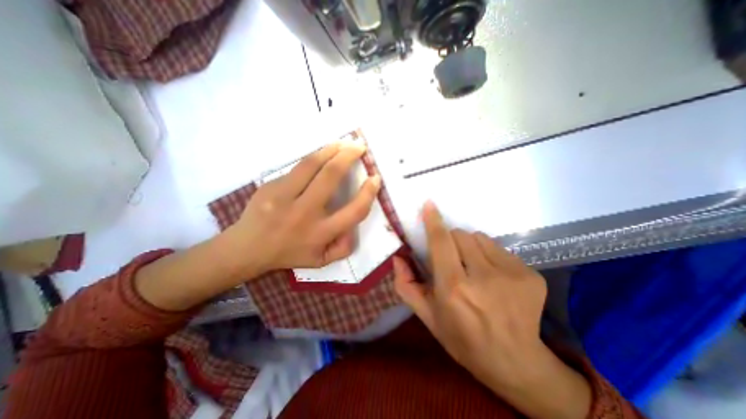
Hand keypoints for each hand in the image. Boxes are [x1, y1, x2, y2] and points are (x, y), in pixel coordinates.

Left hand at [225, 143, 379, 275]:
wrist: (248, 248)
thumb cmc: (289, 254)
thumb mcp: (321, 261)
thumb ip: (344, 248)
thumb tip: (355, 228)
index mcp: (320, 234)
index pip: (354, 211)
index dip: (368, 193)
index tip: (375, 178)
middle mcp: (304, 213)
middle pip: (331, 176)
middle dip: (349, 156)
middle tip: (359, 146)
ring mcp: (284, 197)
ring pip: (311, 165)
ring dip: (331, 149)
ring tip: (342, 143)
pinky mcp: (271, 186)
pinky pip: (297, 168)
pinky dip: (314, 158)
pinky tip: (321, 155)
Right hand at [393, 201, 591, 417]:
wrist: (516, 363)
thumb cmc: (462, 339)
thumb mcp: (427, 316)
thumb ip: (406, 285)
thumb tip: (397, 258)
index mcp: (453, 288)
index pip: (441, 242)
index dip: (433, 221)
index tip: (429, 205)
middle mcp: (482, 277)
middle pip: (461, 235)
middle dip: (452, 241)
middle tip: (453, 260)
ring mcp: (511, 274)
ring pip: (480, 238)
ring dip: (471, 247)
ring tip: (474, 268)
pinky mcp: (530, 274)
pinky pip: (500, 249)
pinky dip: (490, 256)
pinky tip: (494, 278)